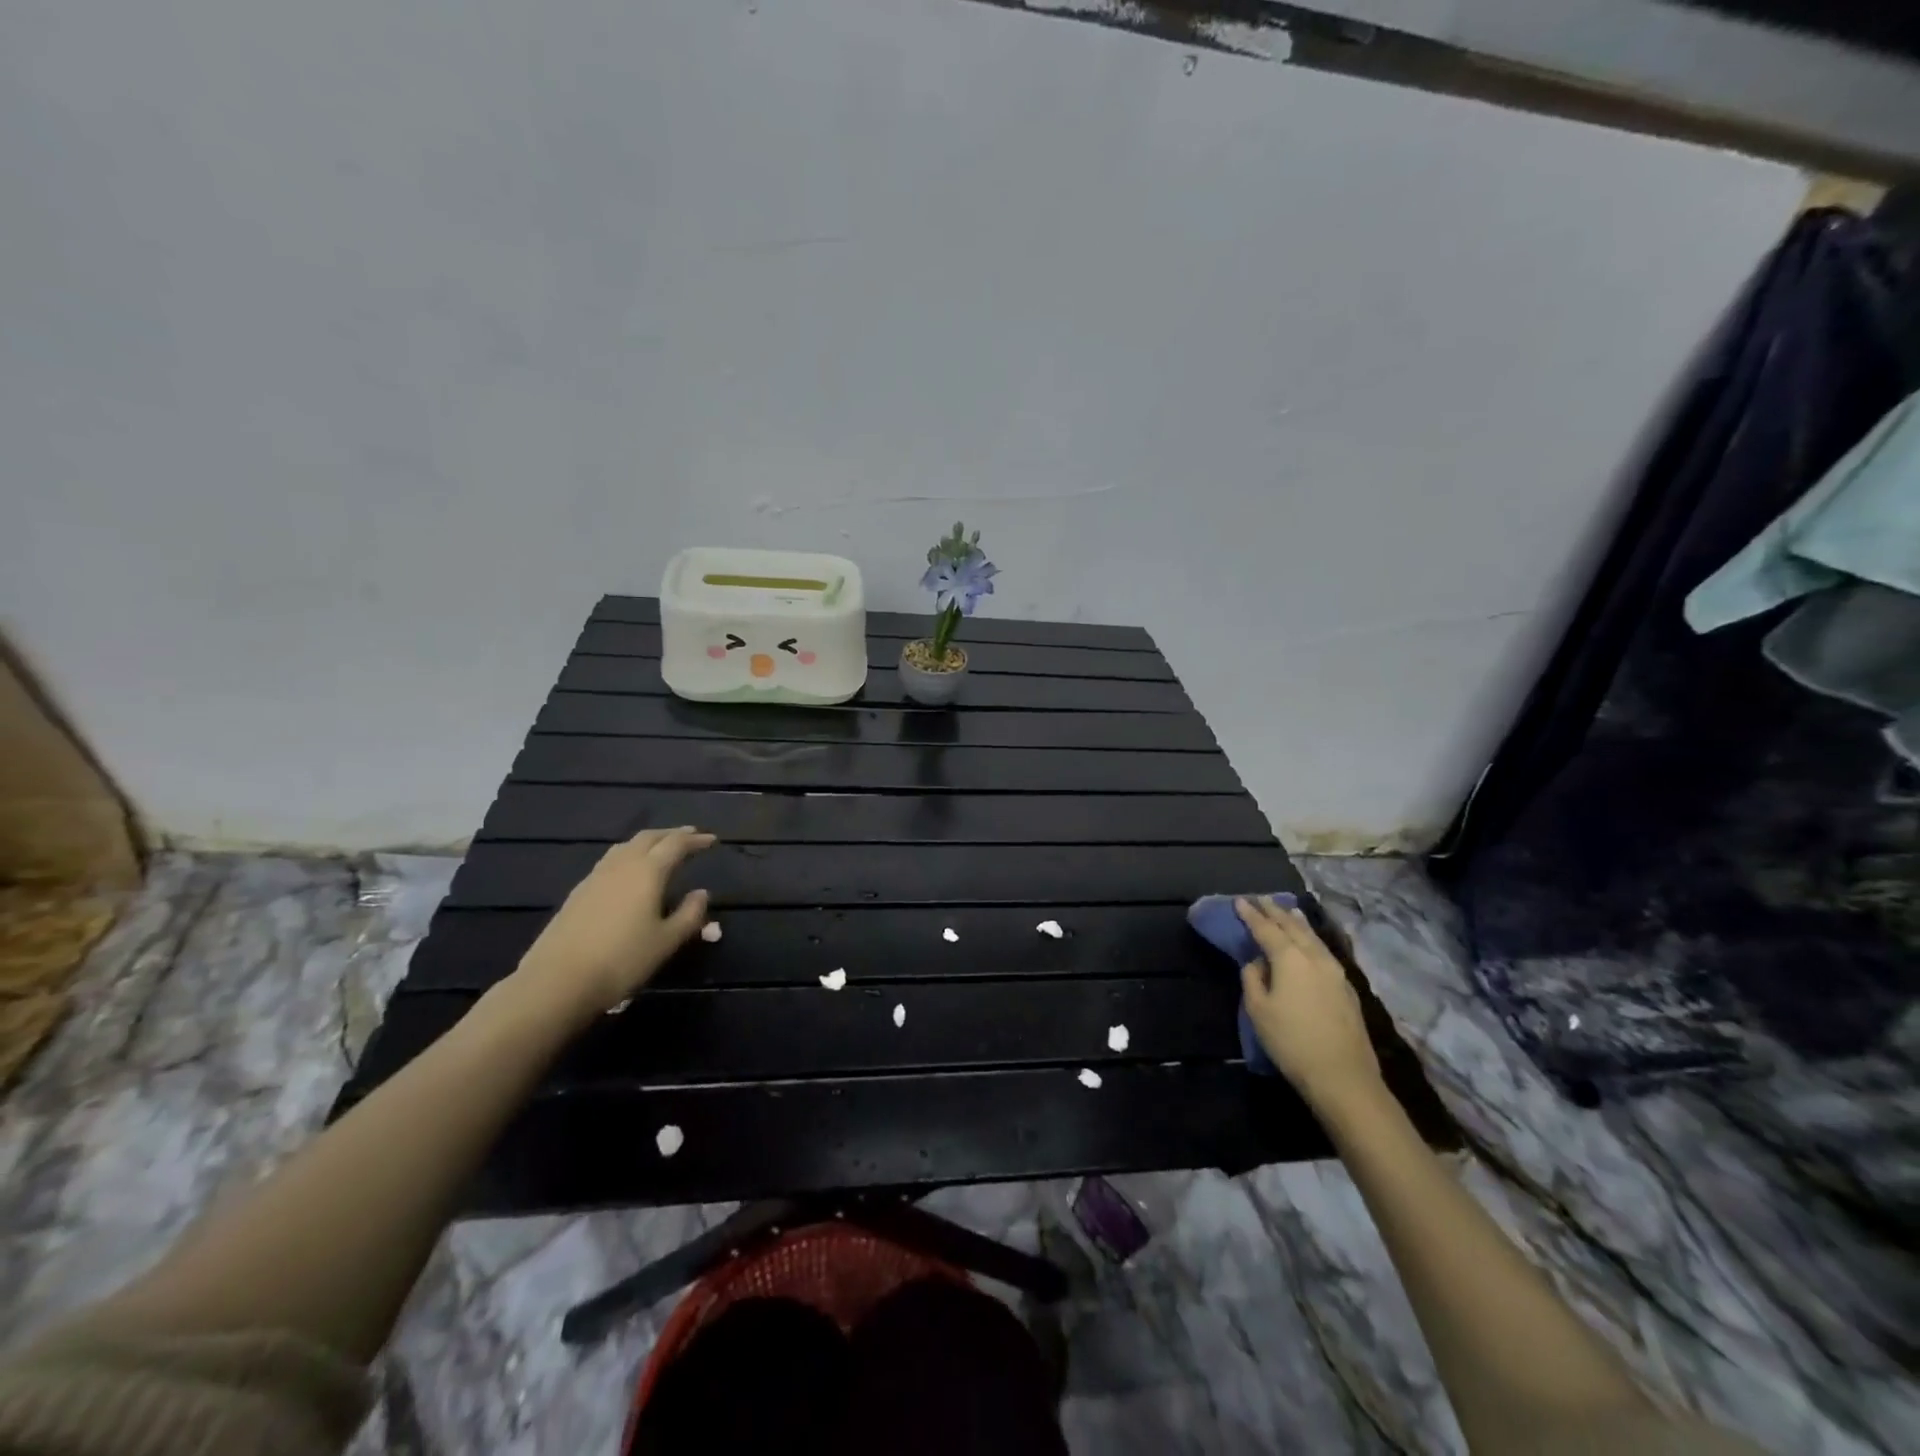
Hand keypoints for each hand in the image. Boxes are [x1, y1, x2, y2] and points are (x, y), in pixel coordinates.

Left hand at [513, 827, 715, 1020]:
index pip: (676, 845)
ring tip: (660, 849)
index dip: (695, 840)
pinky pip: (610, 861)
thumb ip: (689, 914)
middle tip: (690, 836)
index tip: (712, 840)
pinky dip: (628, 856)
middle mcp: (621, 865)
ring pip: (626, 847)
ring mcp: (595, 877)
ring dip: (648, 842)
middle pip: (649, 838)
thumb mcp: (666, 941)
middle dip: (672, 834)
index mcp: (647, 872)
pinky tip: (629, 873)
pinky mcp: (578, 892)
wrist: (558, 981)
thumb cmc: (622, 960)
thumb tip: (702, 893)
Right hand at [1236, 896, 1380, 1109]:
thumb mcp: (1258, 1010)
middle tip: (1262, 899)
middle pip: (1293, 927)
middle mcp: (1314, 957)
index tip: (1240, 901)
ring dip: (1298, 922)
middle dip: (1276, 911)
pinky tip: (1310, 942)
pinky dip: (1311, 939)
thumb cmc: (1291, 1042)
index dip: (1252, 914)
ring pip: (1313, 937)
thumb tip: (1257, 963)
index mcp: (1289, 959)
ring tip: (1289, 910)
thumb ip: (1253, 979)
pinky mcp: (1347, 988)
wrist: (1343, 1077)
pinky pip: (1324, 951)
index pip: (1266, 929)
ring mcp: (1336, 972)